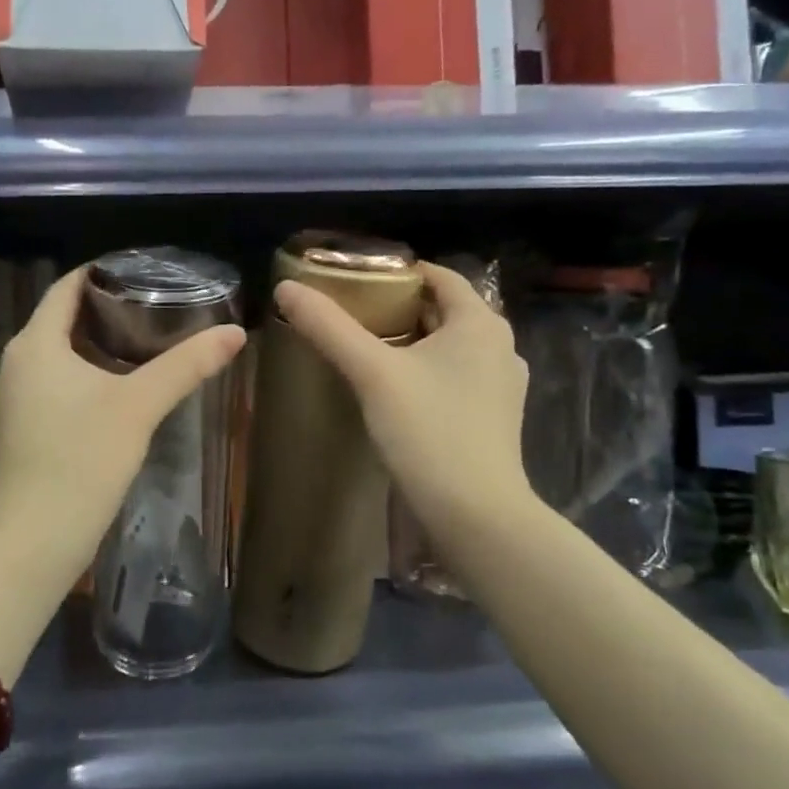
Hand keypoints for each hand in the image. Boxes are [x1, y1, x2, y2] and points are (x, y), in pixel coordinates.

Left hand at [0, 267, 246, 576]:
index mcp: (34, 344)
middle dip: (103, 310)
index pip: (65, 287)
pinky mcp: (14, 430)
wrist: (34, 540)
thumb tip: (236, 333)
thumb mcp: (139, 405)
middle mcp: (12, 363)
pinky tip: (111, 392)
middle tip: (151, 307)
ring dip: (91, 345)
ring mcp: (8, 399)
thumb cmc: (82, 460)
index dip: (100, 273)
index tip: (140, 271)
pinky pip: (48, 385)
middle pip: (59, 320)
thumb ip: (186, 365)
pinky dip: (78, 376)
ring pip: (53, 355)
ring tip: (138, 344)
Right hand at [273, 262, 535, 540]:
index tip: (356, 280)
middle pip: (444, 310)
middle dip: (401, 307)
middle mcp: (500, 346)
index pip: (439, 276)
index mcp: (480, 322)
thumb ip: (329, 327)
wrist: (476, 515)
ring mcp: (502, 385)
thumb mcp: (372, 373)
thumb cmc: (429, 431)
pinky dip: (428, 370)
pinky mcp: (496, 417)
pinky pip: (458, 375)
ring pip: (451, 345)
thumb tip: (286, 288)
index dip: (398, 272)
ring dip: (414, 340)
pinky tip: (397, 389)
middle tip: (353, 313)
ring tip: (369, 348)